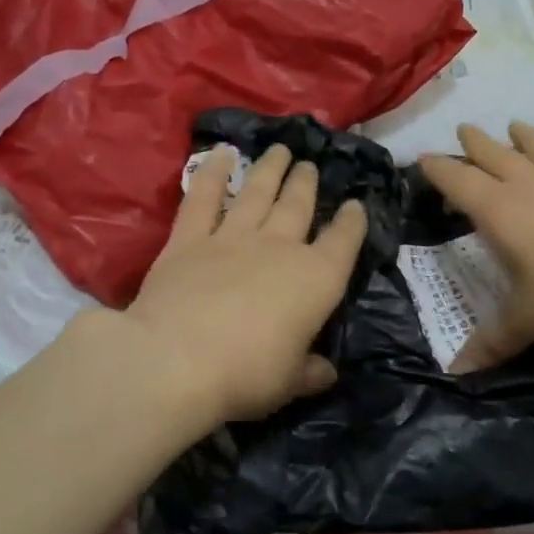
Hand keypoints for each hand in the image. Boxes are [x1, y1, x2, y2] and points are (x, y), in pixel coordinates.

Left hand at [124, 143, 367, 424]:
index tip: (355, 205)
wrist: (177, 360)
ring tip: (280, 150)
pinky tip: (220, 154)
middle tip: (310, 166)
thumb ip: (310, 372)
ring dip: (270, 169)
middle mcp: (279, 247)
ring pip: (257, 193)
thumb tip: (327, 372)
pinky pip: (204, 198)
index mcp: (316, 279)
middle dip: (307, 184)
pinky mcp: (189, 239)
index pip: (344, 241)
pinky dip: (212, 173)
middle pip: (298, 206)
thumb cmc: (247, 374)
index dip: (352, 222)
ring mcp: (232, 237)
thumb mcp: (289, 382)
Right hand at [419, 122, 533, 370]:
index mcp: (501, 212)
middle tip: (464, 128)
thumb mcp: (526, 320)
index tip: (422, 159)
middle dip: (477, 144)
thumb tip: (456, 370)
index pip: (459, 182)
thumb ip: (493, 341)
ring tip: (517, 125)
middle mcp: (532, 190)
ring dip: (530, 140)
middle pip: (498, 158)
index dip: (439, 170)